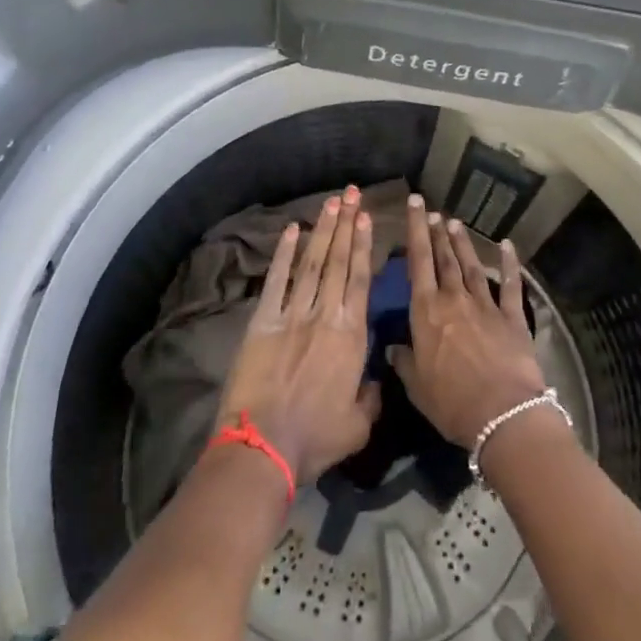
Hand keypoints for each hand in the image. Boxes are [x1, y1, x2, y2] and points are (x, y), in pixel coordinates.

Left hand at [215, 187, 380, 483]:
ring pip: (311, 263)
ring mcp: (292, 314)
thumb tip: (378, 380)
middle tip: (352, 193)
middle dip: (346, 224)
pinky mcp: (262, 321)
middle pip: (337, 261)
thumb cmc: (315, 438)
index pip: (360, 279)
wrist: (264, 447)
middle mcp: (325, 315)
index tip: (366, 217)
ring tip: (331, 202)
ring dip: (322, 230)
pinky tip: (290, 230)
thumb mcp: (359, 425)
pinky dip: (283, 255)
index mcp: (351, 336)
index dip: (363, 245)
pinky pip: (276, 281)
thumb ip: (373, 397)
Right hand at [389, 196, 549, 449]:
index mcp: (426, 311)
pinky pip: (511, 285)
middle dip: (437, 232)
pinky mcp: (512, 317)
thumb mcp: (416, 386)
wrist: (502, 414)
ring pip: (471, 266)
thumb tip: (392, 348)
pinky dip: (510, 264)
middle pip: (444, 258)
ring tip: (455, 222)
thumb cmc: (451, 402)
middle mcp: (454, 299)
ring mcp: (486, 305)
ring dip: (463, 243)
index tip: (415, 204)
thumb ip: (403, 361)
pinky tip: (507, 246)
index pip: (418, 262)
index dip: (415, 231)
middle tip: (432, 211)